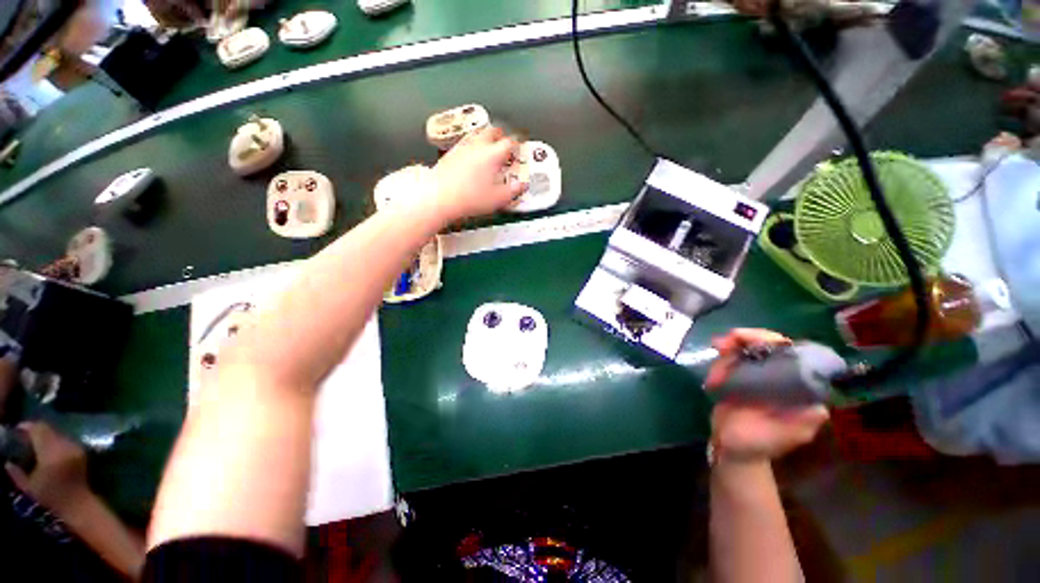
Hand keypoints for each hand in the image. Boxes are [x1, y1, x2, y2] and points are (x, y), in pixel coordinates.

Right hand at [5, 422, 91, 516]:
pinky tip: (47, 449)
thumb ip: (15, 472)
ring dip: (46, 435)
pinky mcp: (81, 451)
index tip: (16, 429)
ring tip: (34, 442)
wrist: (78, 505)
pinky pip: (65, 440)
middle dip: (35, 430)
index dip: (26, 427)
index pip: (38, 430)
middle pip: (49, 429)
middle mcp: (65, 446)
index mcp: (51, 452)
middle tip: (23, 436)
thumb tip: (6, 461)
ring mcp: (75, 448)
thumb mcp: (28, 486)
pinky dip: (54, 440)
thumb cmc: (51, 498)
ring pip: (57, 433)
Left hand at [428, 126, 527, 222]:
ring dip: (485, 137)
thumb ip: (512, 191)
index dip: (516, 144)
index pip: (509, 142)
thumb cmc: (470, 198)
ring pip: (477, 134)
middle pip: (492, 131)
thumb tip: (521, 186)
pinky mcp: (450, 153)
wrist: (440, 197)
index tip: (519, 147)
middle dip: (501, 135)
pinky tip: (471, 155)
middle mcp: (478, 146)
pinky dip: (472, 145)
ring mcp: (462, 147)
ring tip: (489, 146)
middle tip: (505, 142)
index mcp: (493, 154)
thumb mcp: (498, 199)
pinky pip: (465, 143)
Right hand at [705, 329, 828, 463]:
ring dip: (727, 353)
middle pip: (766, 345)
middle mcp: (780, 376)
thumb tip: (818, 404)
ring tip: (714, 373)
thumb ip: (803, 421)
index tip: (749, 340)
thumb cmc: (760, 444)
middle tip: (720, 343)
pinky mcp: (737, 377)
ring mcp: (757, 375)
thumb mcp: (787, 436)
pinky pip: (729, 361)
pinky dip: (719, 364)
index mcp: (797, 387)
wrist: (732, 448)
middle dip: (744, 339)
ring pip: (744, 350)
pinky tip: (712, 380)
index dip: (773, 341)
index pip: (792, 354)